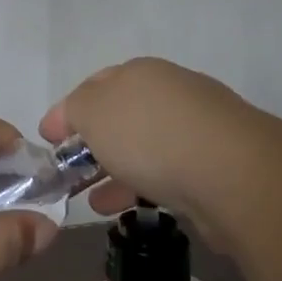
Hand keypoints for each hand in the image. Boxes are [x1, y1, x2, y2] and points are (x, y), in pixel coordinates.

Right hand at [40, 58, 272, 252]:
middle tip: (70, 171)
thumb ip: (75, 109)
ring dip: (115, 171)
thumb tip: (74, 114)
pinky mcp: (217, 166)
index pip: (94, 85)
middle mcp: (171, 92)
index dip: (67, 111)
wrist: (233, 174)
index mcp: (140, 72)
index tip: (48, 138)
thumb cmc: (150, 135)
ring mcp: (198, 128)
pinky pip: (167, 173)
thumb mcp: (93, 112)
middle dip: (92, 143)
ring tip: (92, 200)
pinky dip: (142, 187)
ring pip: (144, 148)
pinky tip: (127, 208)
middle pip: (121, 116)